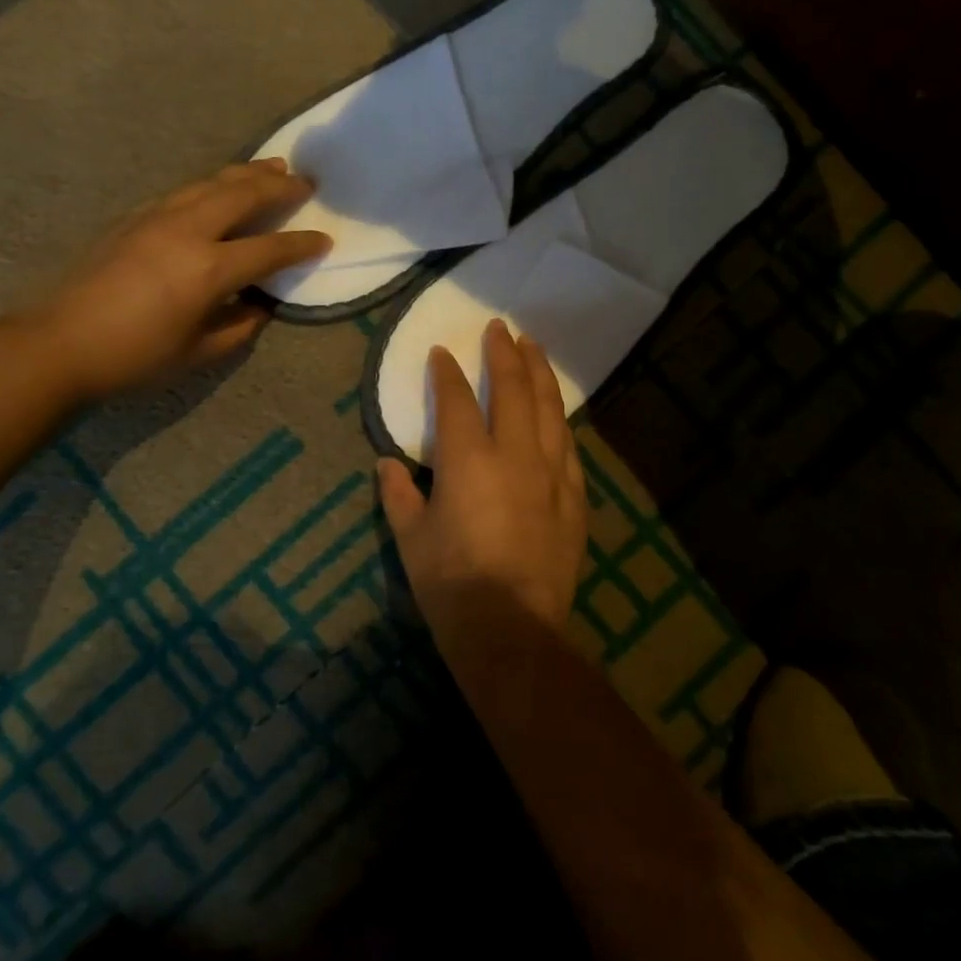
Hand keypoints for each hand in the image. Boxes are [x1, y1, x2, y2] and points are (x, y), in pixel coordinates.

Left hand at [25, 159, 329, 398]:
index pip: (270, 249)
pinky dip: (213, 184)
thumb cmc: (134, 357)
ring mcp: (157, 217)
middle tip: (305, 181)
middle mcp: (188, 230)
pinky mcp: (134, 216)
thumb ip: (239, 326)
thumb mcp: (198, 353)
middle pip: (243, 195)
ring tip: (271, 166)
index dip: (302, 244)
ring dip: (246, 173)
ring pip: (211, 182)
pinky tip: (218, 188)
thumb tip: (260, 305)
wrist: (58, 343)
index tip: (325, 240)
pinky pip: (185, 190)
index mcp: (209, 268)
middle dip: (280, 186)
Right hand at [377, 319, 587, 633]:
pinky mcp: (574, 499)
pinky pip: (569, 447)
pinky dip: (560, 421)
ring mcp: (551, 475)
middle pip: (514, 389)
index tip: (442, 352)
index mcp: (469, 459)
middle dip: (505, 353)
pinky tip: (557, 412)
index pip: (457, 400)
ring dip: (540, 374)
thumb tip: (387, 463)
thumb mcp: (411, 539)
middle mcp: (515, 455)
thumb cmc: (451, 584)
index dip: (448, 372)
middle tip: (500, 328)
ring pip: (550, 409)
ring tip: (535, 348)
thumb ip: (399, 494)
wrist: (513, 632)